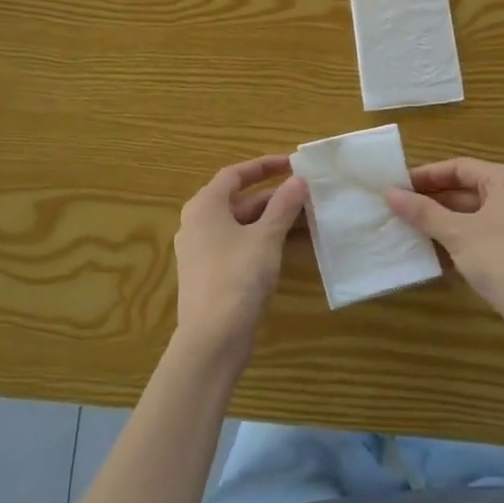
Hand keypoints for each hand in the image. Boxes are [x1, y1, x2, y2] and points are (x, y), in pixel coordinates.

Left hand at [172, 154, 307, 359]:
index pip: (235, 174)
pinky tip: (286, 246)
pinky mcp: (209, 274)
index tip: (292, 163)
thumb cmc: (237, 277)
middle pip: (238, 200)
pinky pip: (237, 245)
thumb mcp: (266, 238)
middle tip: (306, 193)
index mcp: (205, 206)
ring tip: (305, 217)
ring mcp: (201, 251)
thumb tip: (298, 180)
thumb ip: (283, 206)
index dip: (264, 166)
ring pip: (240, 225)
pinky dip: (261, 239)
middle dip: (273, 196)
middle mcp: (197, 223)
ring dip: (270, 219)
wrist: (212, 339)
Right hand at [386, 157, 503, 360]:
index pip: (459, 167)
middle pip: (466, 190)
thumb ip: (423, 212)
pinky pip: (482, 236)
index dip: (426, 176)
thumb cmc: (502, 260)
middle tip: (398, 209)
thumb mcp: (457, 233)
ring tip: (408, 230)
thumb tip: (389, 193)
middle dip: (432, 201)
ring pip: (472, 215)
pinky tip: (432, 254)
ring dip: (442, 223)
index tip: (397, 186)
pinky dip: (458, 241)